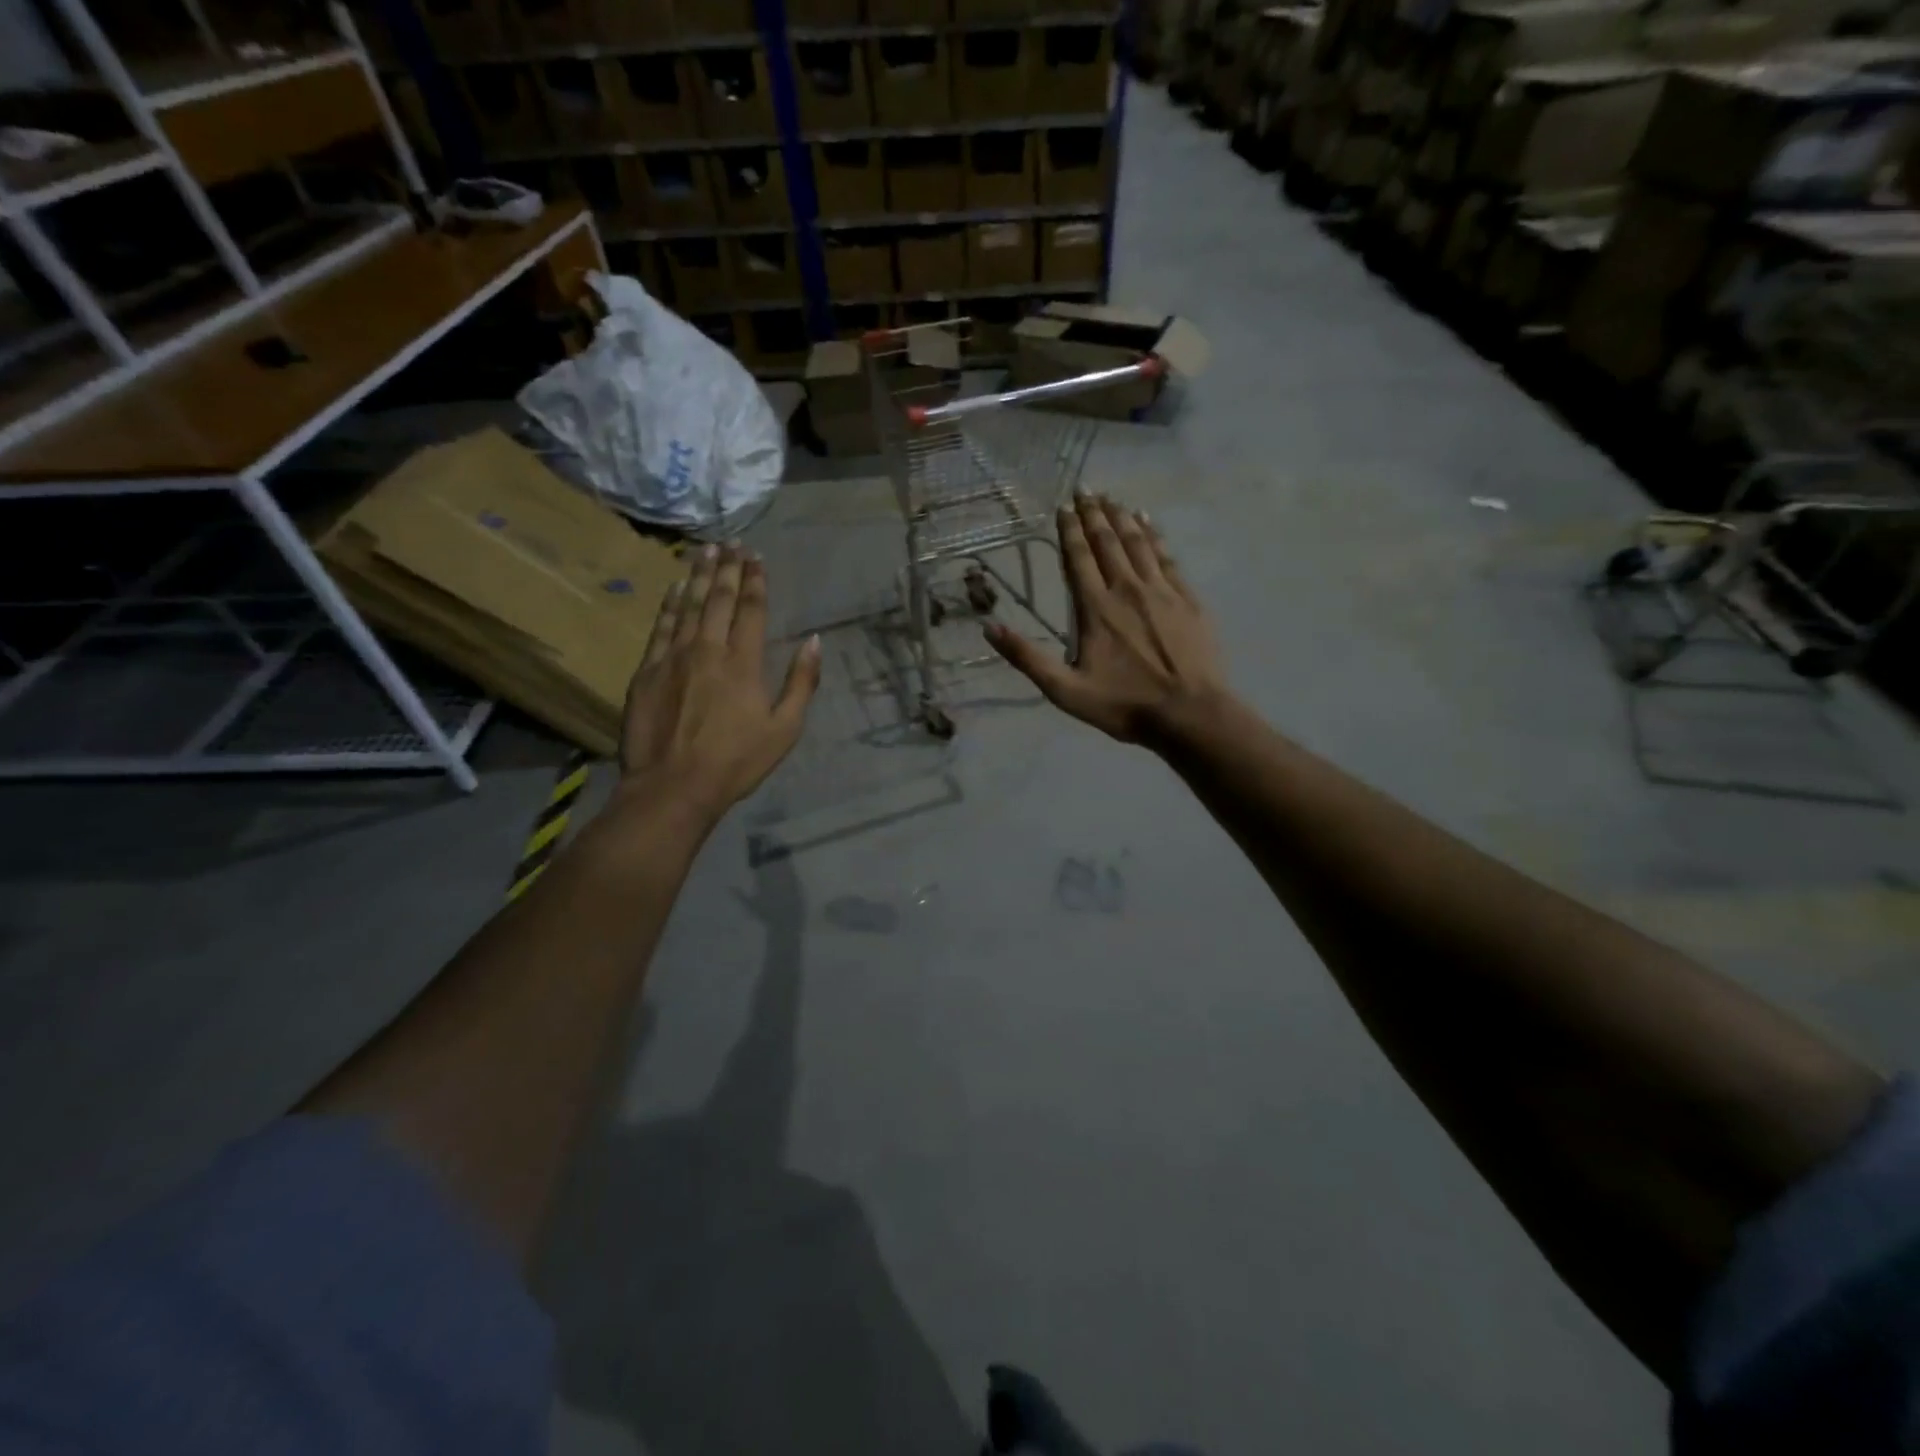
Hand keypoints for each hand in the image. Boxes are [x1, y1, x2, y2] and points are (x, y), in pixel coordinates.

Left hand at [619, 544, 820, 818]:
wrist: (673, 786)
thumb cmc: (736, 762)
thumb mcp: (784, 729)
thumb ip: (801, 683)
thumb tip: (815, 642)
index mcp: (743, 663)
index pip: (751, 609)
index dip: (755, 581)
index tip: (757, 558)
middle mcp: (708, 649)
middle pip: (718, 599)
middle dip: (727, 568)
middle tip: (732, 543)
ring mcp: (673, 657)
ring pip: (688, 605)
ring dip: (698, 575)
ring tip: (704, 551)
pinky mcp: (646, 671)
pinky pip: (660, 626)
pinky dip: (669, 604)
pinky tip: (674, 588)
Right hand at [986, 494, 1229, 744]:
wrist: (1190, 714)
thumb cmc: (1124, 705)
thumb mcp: (1066, 691)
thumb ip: (1028, 658)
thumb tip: (989, 628)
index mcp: (1096, 609)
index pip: (1079, 558)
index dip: (1069, 530)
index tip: (1063, 507)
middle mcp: (1127, 589)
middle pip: (1108, 542)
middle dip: (1094, 514)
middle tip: (1085, 490)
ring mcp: (1161, 591)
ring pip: (1138, 543)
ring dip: (1122, 518)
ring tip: (1112, 498)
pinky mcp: (1187, 599)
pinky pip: (1167, 557)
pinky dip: (1155, 535)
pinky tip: (1148, 523)